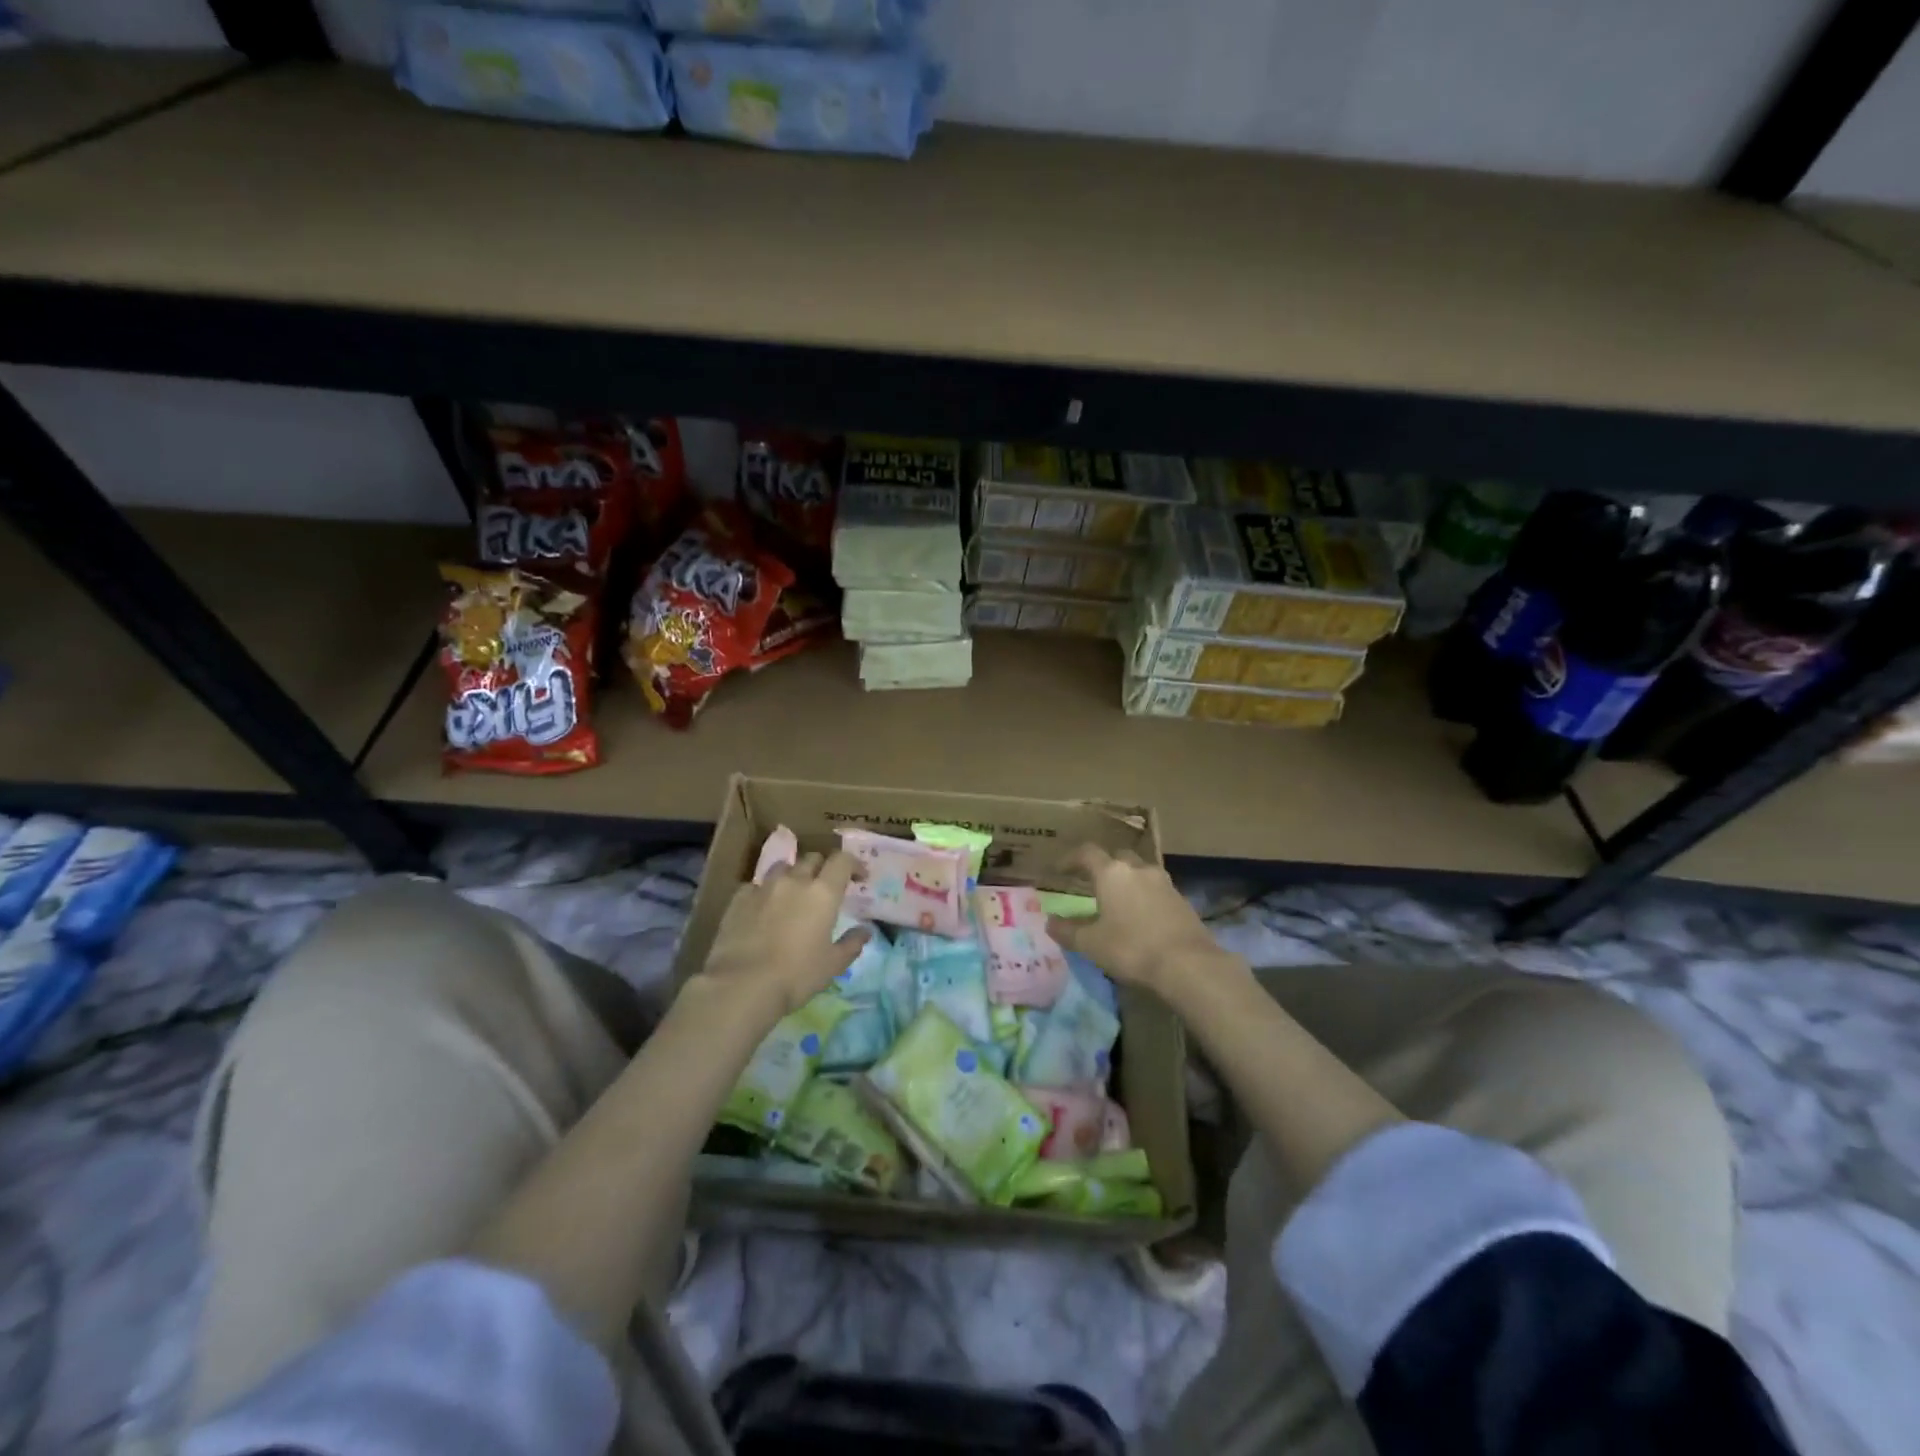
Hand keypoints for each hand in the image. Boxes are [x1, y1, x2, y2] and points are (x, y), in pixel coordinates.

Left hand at [693, 851, 869, 1017]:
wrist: (742, 985)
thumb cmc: (796, 975)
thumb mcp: (833, 965)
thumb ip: (852, 943)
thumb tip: (865, 930)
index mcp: (823, 893)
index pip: (842, 860)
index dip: (853, 864)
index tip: (859, 878)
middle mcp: (794, 881)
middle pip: (812, 858)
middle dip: (823, 868)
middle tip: (825, 888)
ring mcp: (764, 887)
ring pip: (783, 867)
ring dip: (793, 875)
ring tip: (793, 894)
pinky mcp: (738, 899)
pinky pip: (756, 885)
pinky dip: (765, 892)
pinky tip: (763, 908)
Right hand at [1047, 845, 1232, 996]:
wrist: (1188, 964)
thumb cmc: (1131, 948)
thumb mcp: (1091, 944)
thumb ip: (1068, 931)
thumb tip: (1050, 922)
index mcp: (1112, 873)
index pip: (1087, 853)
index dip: (1071, 859)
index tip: (1059, 869)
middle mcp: (1138, 869)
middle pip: (1117, 857)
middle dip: (1103, 866)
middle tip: (1091, 883)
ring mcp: (1164, 882)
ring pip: (1139, 872)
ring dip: (1126, 881)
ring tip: (1117, 900)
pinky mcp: (1181, 899)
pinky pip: (1156, 889)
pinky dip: (1144, 896)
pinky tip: (1141, 916)